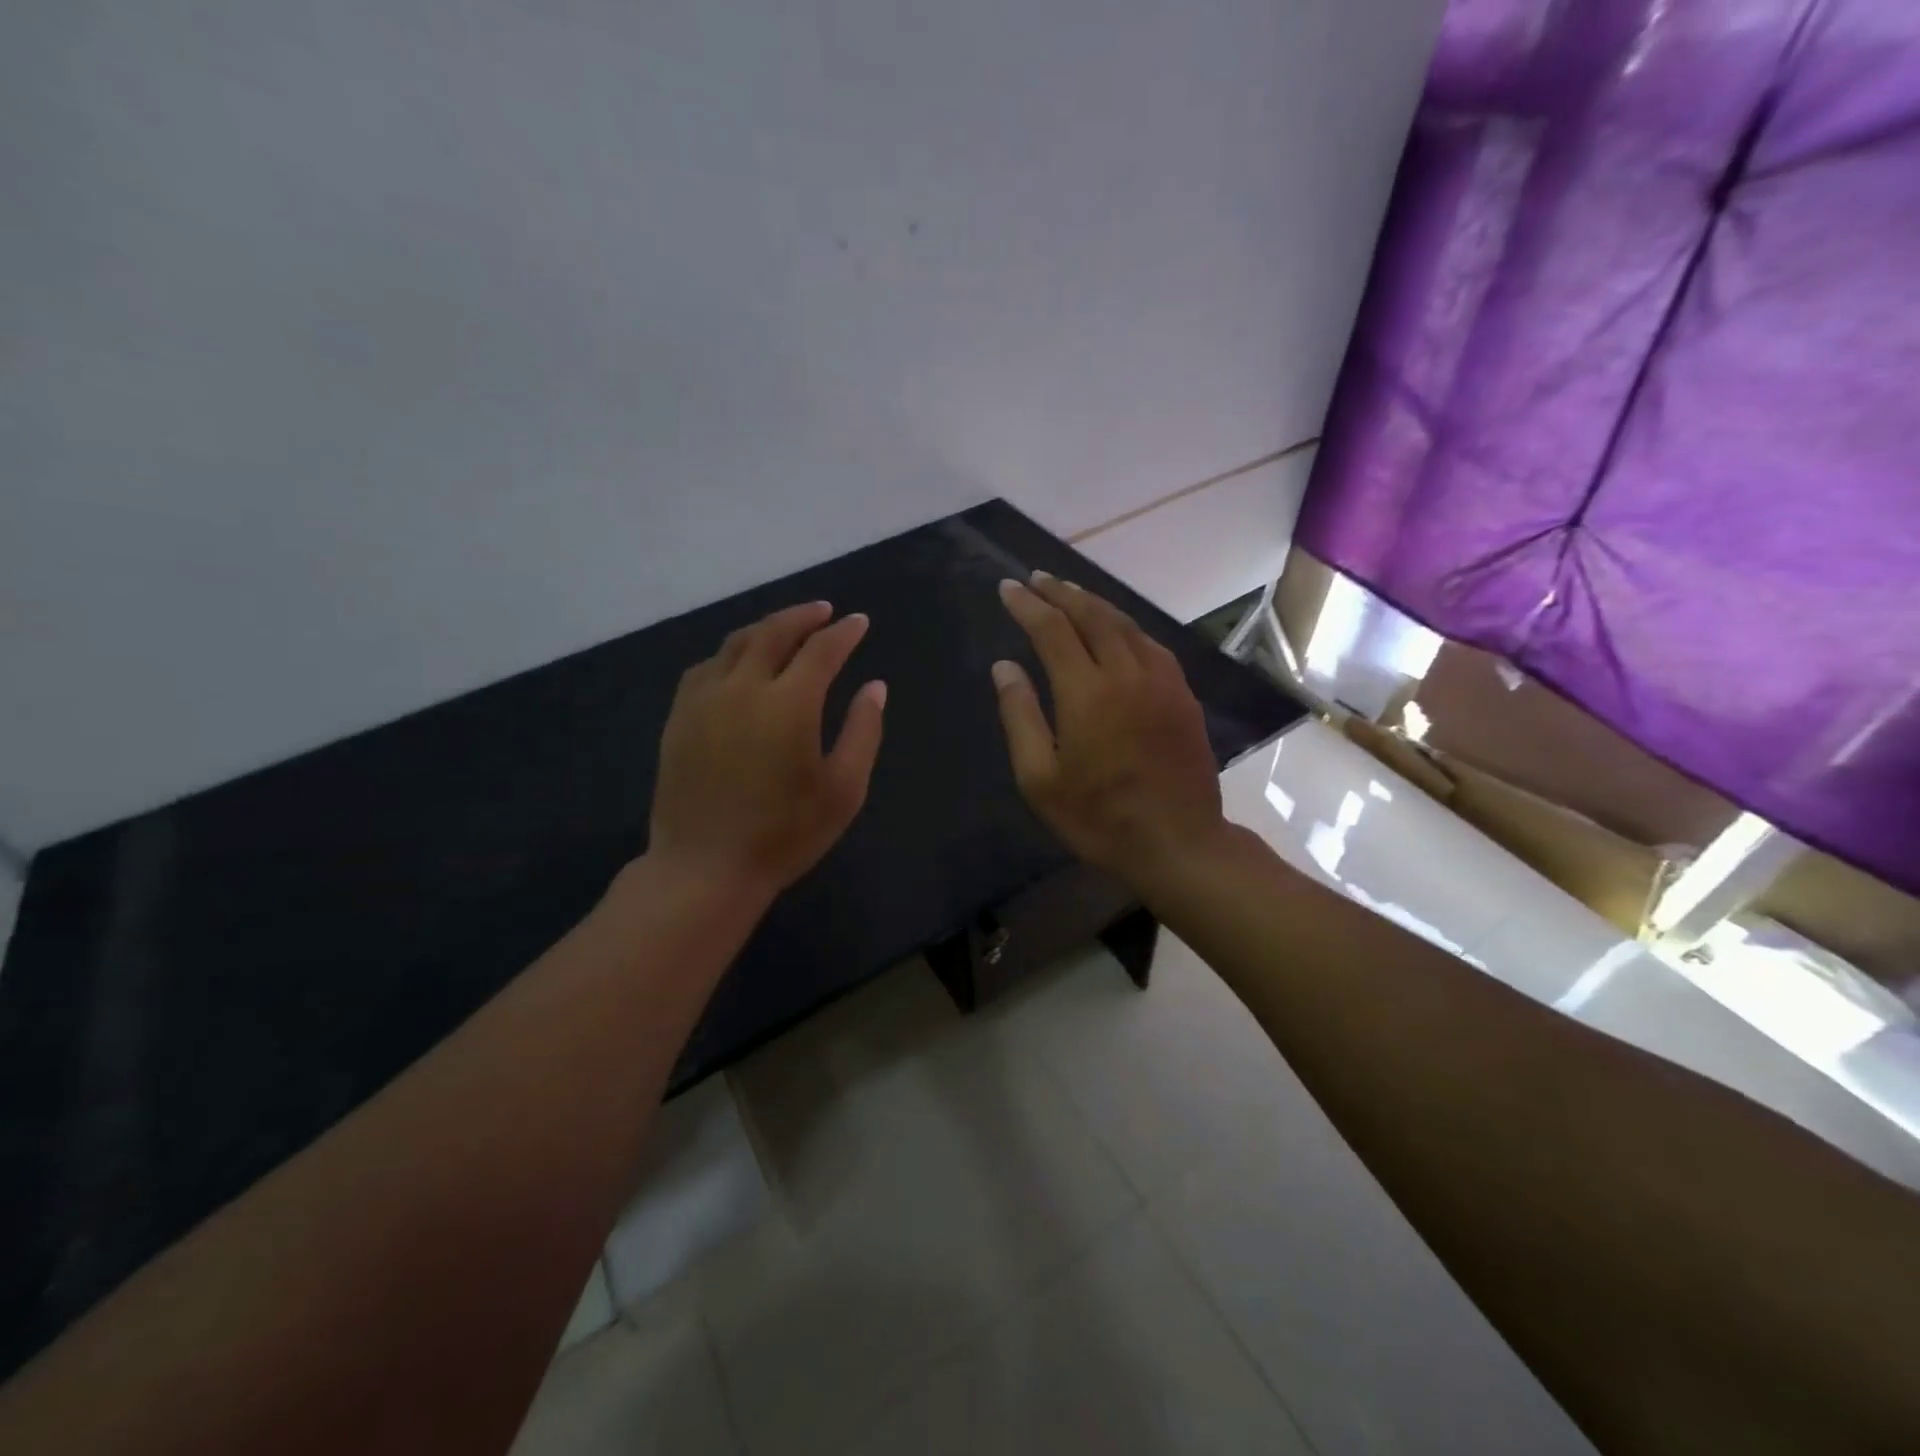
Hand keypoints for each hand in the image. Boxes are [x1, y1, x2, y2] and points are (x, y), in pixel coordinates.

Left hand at [647, 601, 886, 907]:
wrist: (705, 867)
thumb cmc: (785, 834)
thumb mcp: (843, 789)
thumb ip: (863, 731)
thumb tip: (874, 686)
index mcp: (789, 704)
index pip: (821, 650)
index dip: (844, 632)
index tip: (860, 622)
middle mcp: (743, 687)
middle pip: (774, 632)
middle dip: (804, 616)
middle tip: (825, 611)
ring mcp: (704, 699)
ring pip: (737, 643)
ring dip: (767, 628)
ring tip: (787, 628)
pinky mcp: (680, 716)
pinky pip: (707, 666)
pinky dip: (732, 653)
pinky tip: (740, 662)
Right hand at [992, 573, 1226, 883]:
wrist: (1178, 842)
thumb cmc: (1098, 818)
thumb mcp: (1040, 778)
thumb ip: (1020, 716)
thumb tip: (1005, 667)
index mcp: (1087, 693)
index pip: (1052, 630)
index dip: (1027, 605)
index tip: (1008, 588)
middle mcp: (1126, 674)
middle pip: (1092, 615)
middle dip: (1061, 592)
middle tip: (1037, 579)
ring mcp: (1161, 681)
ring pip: (1125, 624)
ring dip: (1094, 603)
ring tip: (1070, 593)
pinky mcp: (1183, 695)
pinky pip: (1151, 645)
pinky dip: (1126, 627)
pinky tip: (1117, 630)